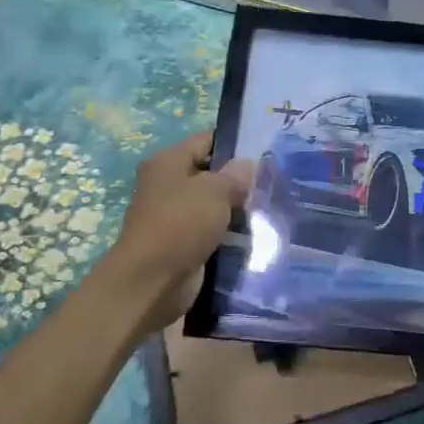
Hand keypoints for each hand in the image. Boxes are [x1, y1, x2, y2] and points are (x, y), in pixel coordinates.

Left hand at [103, 132, 253, 336]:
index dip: (235, 144)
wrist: (151, 282)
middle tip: (271, 183)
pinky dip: (228, 232)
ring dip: (235, 209)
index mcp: (168, 162)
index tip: (265, 153)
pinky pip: (211, 230)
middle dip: (239, 180)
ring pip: (213, 204)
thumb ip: (235, 174)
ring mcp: (173, 215)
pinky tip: (254, 233)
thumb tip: (247, 164)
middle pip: (210, 173)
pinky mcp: (181, 242)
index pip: (206, 140)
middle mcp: (167, 184)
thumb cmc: (181, 224)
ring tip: (268, 208)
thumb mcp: (215, 191)